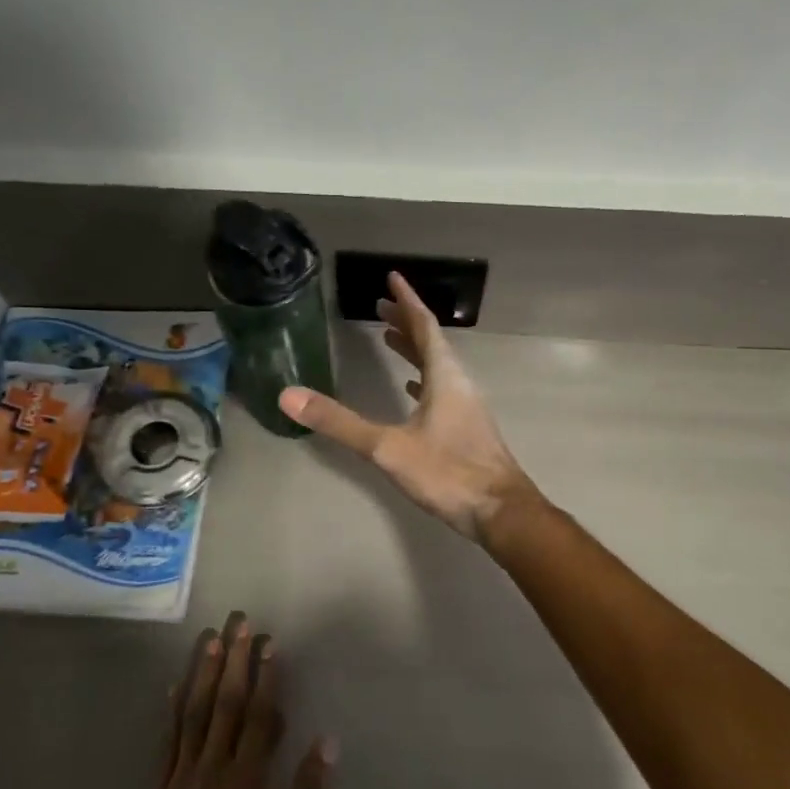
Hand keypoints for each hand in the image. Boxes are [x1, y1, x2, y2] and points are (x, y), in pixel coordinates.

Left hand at [131, 613, 334, 788]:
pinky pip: (167, 740)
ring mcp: (182, 775)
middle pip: (226, 703)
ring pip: (194, 712)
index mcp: (246, 779)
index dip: (266, 677)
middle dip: (234, 659)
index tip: (270, 643)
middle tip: (239, 622)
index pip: (259, 715)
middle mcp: (213, 766)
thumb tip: (328, 742)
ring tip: (209, 638)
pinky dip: (172, 709)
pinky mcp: (160, 788)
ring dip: (203, 672)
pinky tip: (174, 685)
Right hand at [280, 272, 539, 540]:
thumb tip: (289, 396)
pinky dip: (422, 379)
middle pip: (431, 342)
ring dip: (414, 349)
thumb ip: (340, 422)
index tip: (393, 277)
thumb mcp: (388, 447)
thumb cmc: (448, 473)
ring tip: (389, 339)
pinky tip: (410, 389)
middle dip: (405, 322)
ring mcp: (466, 407)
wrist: (500, 511)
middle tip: (380, 306)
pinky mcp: (467, 428)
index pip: (424, 326)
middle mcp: (458, 383)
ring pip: (438, 366)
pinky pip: (441, 389)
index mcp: (444, 376)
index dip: (407, 301)